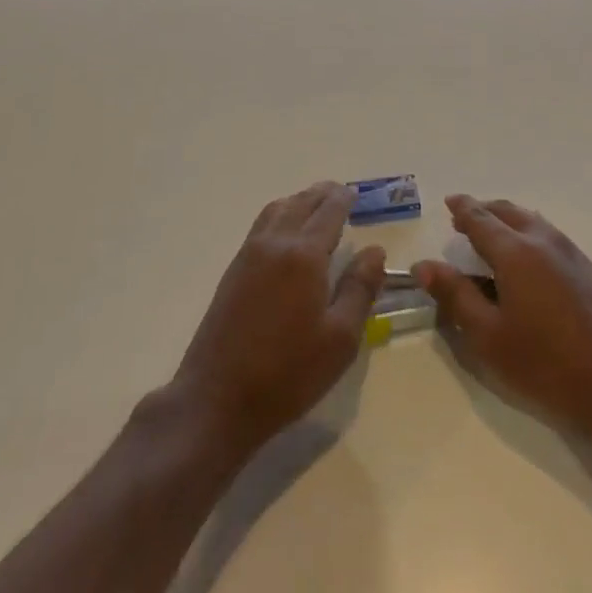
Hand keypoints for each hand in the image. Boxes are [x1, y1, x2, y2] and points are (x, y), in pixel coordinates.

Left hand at [170, 182, 385, 452]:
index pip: (329, 212)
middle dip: (323, 194)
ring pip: (278, 209)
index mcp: (304, 255)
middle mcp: (276, 243)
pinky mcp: (233, 270)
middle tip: (340, 193)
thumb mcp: (340, 339)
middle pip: (302, 203)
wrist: (217, 399)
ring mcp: (249, 254)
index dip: (344, 199)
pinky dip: (281, 214)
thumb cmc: (287, 373)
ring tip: (316, 206)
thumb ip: (360, 289)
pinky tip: (286, 232)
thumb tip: (375, 251)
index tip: (356, 193)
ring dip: (300, 200)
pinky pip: (262, 225)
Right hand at [414, 195, 591, 439]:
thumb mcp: (488, 336)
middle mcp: (542, 240)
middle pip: (508, 212)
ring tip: (493, 234)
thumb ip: (455, 295)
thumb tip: (424, 264)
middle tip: (464, 219)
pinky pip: (548, 235)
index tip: (449, 202)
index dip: (462, 209)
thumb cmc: (546, 365)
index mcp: (515, 251)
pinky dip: (528, 232)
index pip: (480, 219)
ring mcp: (570, 252)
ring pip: (531, 221)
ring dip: (507, 219)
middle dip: (484, 210)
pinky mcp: (588, 269)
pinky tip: (526, 256)